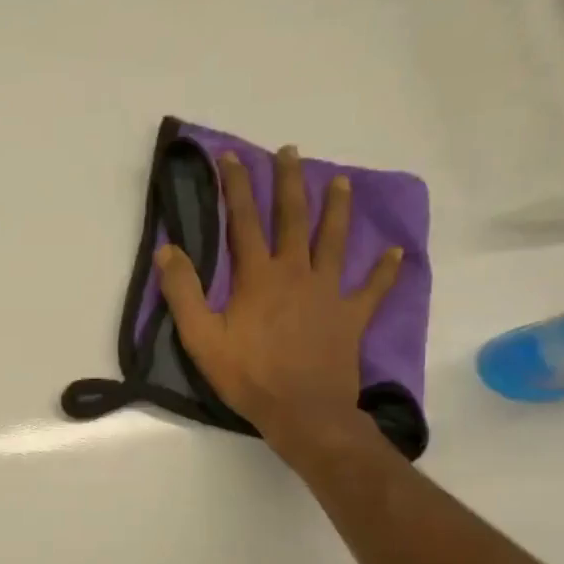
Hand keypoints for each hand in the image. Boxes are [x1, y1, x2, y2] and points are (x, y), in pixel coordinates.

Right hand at [156, 146, 402, 446]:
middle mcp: (296, 273)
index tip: (232, 157)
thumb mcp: (200, 337)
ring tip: (339, 181)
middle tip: (289, 152)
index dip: (236, 187)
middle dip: (288, 182)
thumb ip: (183, 291)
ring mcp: (328, 293)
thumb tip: (167, 250)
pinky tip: (396, 252)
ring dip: (336, 209)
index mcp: (258, 276)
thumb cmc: (247, 375)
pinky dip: (385, 270)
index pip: (243, 220)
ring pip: (334, 241)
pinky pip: (372, 288)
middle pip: (293, 218)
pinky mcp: (351, 316)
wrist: (302, 411)